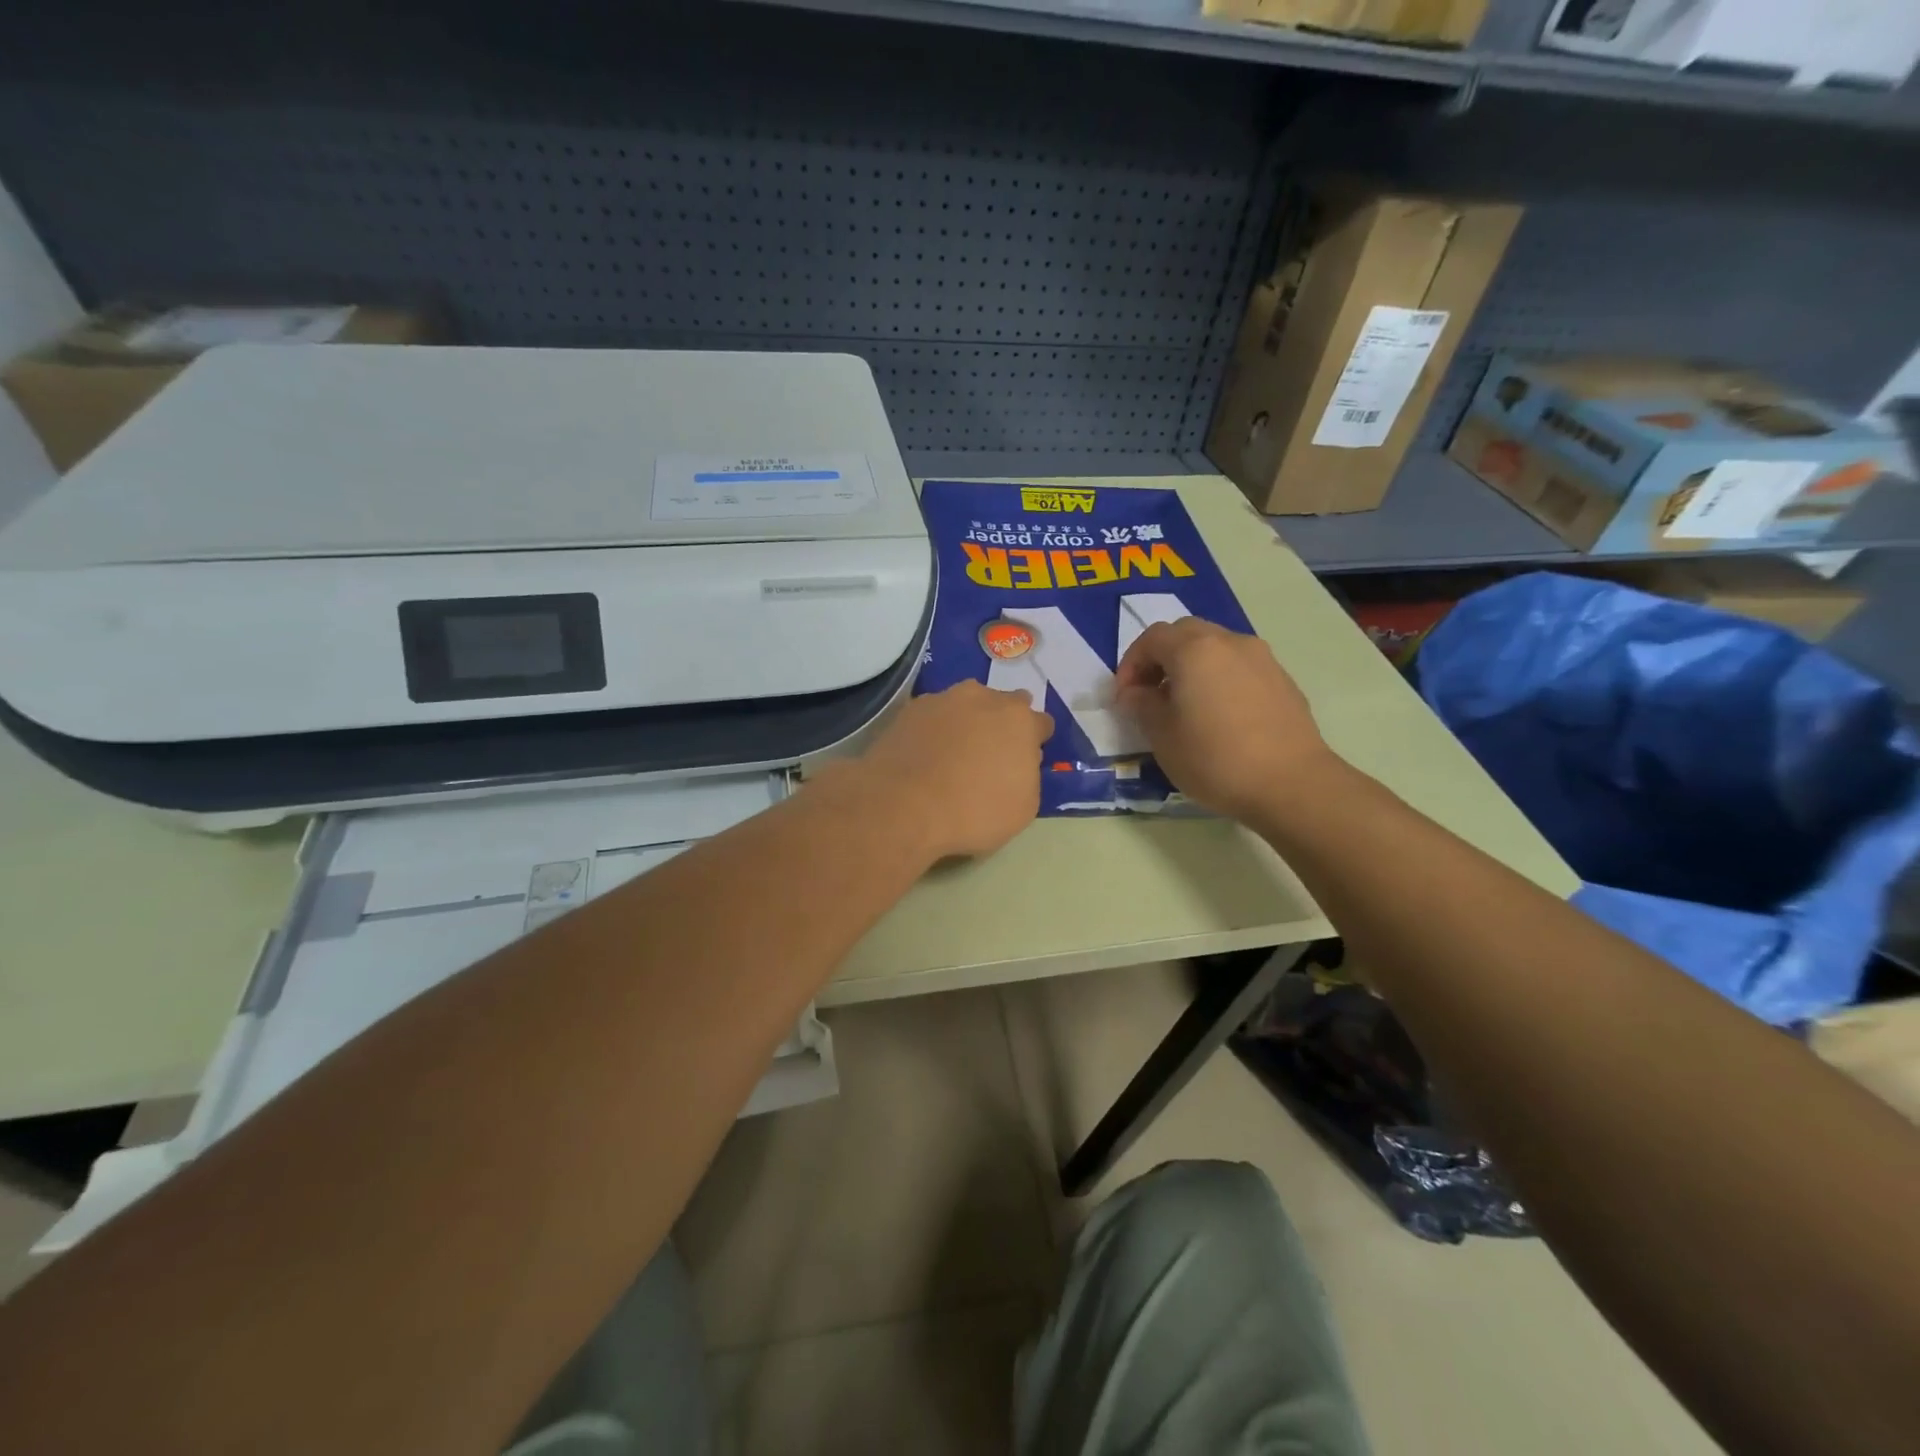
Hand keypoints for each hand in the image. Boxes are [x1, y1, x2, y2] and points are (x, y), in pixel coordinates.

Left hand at [853, 681, 1054, 859]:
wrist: (903, 805)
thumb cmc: (974, 811)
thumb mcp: (1023, 807)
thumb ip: (1028, 774)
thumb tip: (1018, 761)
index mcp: (1019, 720)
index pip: (1041, 723)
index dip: (1036, 742)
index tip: (1027, 761)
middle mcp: (983, 698)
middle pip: (1003, 705)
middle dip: (1002, 724)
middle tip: (991, 754)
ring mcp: (943, 699)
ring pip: (965, 705)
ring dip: (967, 721)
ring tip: (955, 753)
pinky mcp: (909, 710)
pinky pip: (933, 716)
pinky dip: (934, 729)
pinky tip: (926, 754)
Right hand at [1114, 619, 1327, 824]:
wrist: (1291, 783)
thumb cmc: (1215, 758)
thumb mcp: (1162, 736)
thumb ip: (1142, 705)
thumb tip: (1136, 693)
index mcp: (1194, 650)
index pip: (1152, 638)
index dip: (1131, 663)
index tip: (1124, 696)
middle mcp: (1229, 642)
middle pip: (1185, 633)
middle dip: (1161, 658)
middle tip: (1151, 693)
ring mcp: (1262, 658)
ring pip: (1216, 647)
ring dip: (1192, 667)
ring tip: (1185, 705)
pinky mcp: (1282, 680)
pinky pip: (1240, 667)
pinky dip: (1220, 679)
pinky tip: (1220, 716)